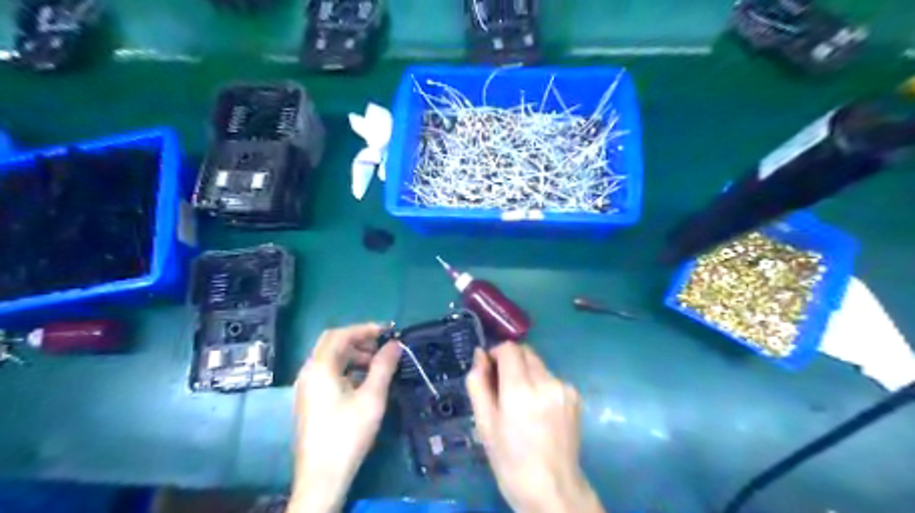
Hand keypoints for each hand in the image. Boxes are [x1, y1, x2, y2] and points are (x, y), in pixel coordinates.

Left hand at [288, 324, 398, 512]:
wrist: (322, 477)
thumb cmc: (348, 433)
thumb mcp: (372, 397)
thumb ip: (384, 366)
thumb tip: (395, 344)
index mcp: (320, 367)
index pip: (340, 334)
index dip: (365, 329)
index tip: (388, 331)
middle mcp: (308, 372)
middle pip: (332, 343)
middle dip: (358, 340)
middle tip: (382, 346)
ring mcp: (306, 387)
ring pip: (329, 358)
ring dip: (353, 354)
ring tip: (376, 364)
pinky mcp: (309, 400)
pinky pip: (327, 373)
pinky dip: (346, 368)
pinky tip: (362, 381)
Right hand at [468, 343, 605, 512]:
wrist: (552, 488)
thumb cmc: (510, 459)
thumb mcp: (484, 423)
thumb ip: (478, 383)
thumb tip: (480, 354)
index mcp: (520, 391)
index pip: (509, 349)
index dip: (496, 354)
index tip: (490, 370)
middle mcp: (546, 382)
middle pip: (525, 352)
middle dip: (511, 361)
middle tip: (503, 387)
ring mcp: (564, 388)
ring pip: (539, 364)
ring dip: (526, 373)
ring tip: (523, 403)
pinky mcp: (575, 395)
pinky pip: (551, 377)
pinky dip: (541, 384)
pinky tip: (539, 410)